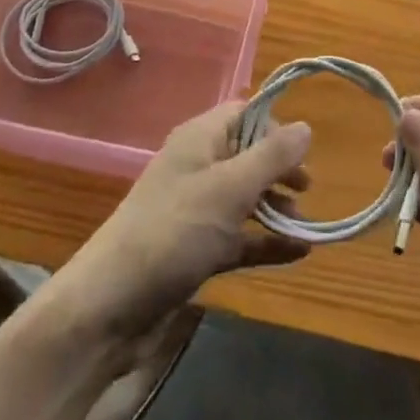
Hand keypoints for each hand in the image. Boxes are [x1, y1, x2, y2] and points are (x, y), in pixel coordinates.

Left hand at [53, 101, 312, 340]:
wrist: (111, 306)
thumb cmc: (174, 231)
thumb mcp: (230, 188)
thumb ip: (271, 156)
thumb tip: (306, 127)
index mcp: (200, 140)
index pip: (243, 113)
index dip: (274, 126)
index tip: (303, 151)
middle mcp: (197, 167)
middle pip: (247, 155)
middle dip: (279, 169)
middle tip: (307, 189)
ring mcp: (195, 210)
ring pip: (245, 197)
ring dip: (275, 207)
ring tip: (305, 225)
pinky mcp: (195, 249)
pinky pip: (240, 236)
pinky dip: (266, 241)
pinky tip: (299, 253)